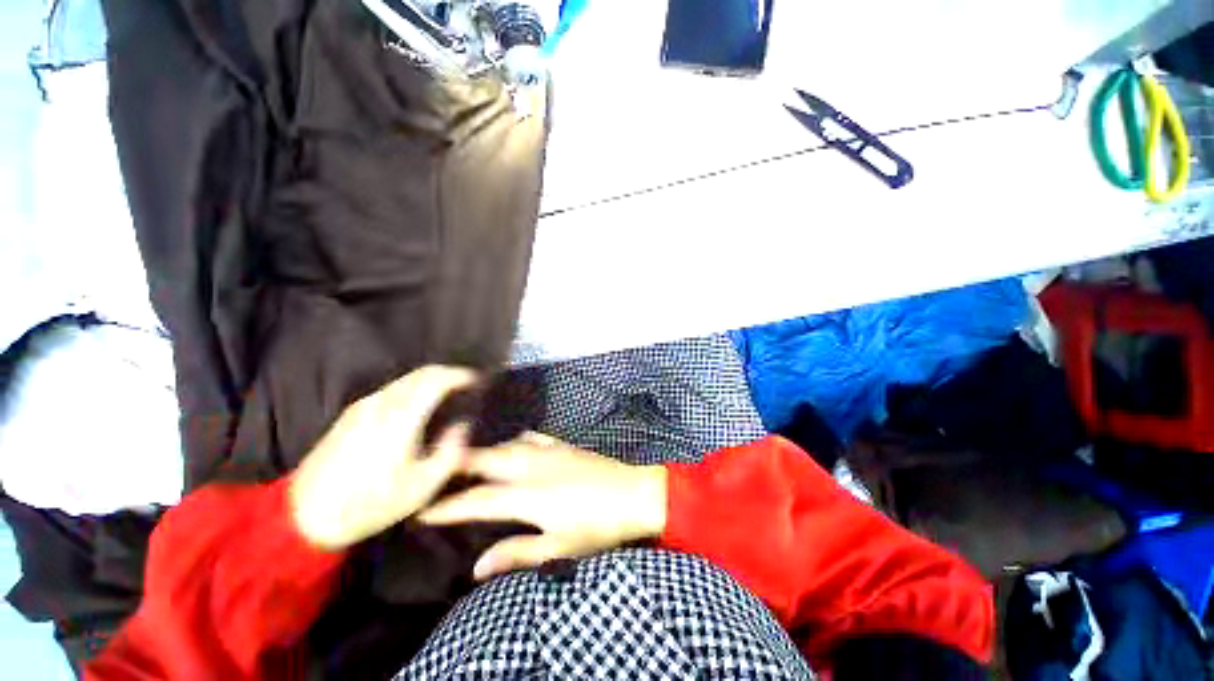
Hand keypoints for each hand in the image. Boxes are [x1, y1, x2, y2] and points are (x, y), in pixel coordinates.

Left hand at [289, 365, 476, 551]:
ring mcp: (362, 406)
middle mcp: (380, 404)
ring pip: (406, 379)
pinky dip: (414, 389)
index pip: (435, 380)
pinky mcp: (351, 413)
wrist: (303, 516)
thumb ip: (450, 452)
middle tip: (468, 384)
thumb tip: (462, 426)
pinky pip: (392, 389)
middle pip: (422, 373)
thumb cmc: (368, 504)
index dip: (460, 375)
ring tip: (449, 394)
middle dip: (449, 373)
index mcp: (399, 419)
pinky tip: (421, 405)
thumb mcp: (422, 487)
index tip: (478, 380)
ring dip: (431, 380)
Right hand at [419, 433, 667, 579]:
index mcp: (527, 496)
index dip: (447, 506)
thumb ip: (517, 553)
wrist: (634, 494)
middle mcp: (532, 467)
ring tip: (468, 460)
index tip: (421, 510)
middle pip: (487, 460)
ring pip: (507, 445)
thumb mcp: (558, 547)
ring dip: (485, 451)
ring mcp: (549, 451)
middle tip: (436, 472)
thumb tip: (477, 567)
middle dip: (458, 465)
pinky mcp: (563, 445)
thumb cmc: (597, 526)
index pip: (477, 500)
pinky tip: (513, 445)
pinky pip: (532, 437)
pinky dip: (515, 441)